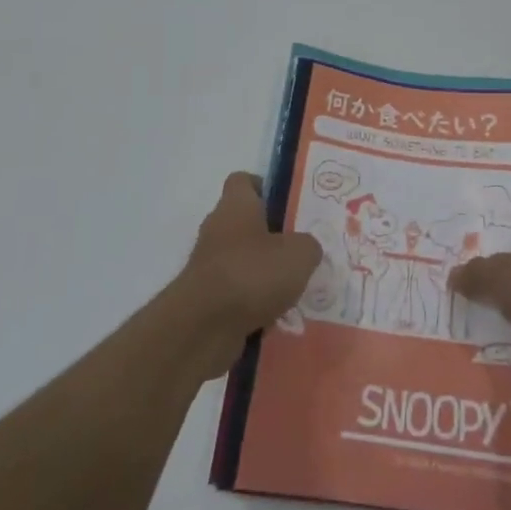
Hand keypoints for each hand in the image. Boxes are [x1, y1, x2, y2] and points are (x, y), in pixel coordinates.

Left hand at [171, 172, 321, 379]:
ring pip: (244, 262)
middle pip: (246, 223)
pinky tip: (278, 317)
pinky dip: (254, 304)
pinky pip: (238, 294)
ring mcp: (209, 265)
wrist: (202, 328)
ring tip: (296, 289)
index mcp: (236, 206)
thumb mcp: (299, 254)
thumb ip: (309, 245)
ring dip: (266, 275)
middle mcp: (218, 229)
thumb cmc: (251, 274)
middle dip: (273, 237)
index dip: (265, 187)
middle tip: (302, 251)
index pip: (244, 181)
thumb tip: (306, 249)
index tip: (288, 205)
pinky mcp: (206, 299)